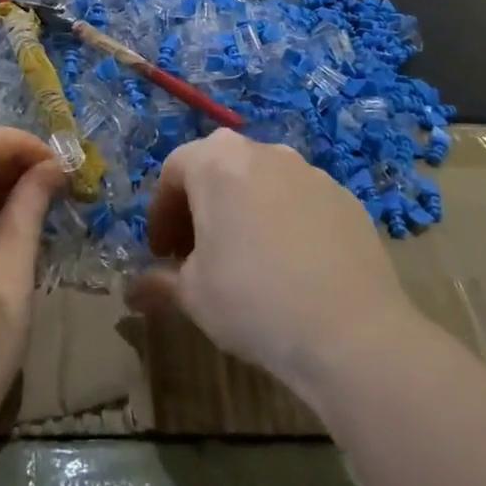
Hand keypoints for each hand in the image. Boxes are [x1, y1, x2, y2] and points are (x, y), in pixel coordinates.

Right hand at [127, 129, 418, 401]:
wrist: (352, 333)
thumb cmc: (253, 302)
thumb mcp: (193, 296)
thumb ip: (160, 282)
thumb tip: (133, 291)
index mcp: (216, 162)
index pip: (173, 170)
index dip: (161, 212)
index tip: (163, 253)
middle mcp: (262, 152)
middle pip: (218, 167)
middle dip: (201, 205)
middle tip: (197, 251)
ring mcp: (309, 171)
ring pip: (261, 180)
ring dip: (243, 208)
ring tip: (245, 257)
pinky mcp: (344, 197)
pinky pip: (299, 200)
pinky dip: (284, 220)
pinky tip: (290, 265)